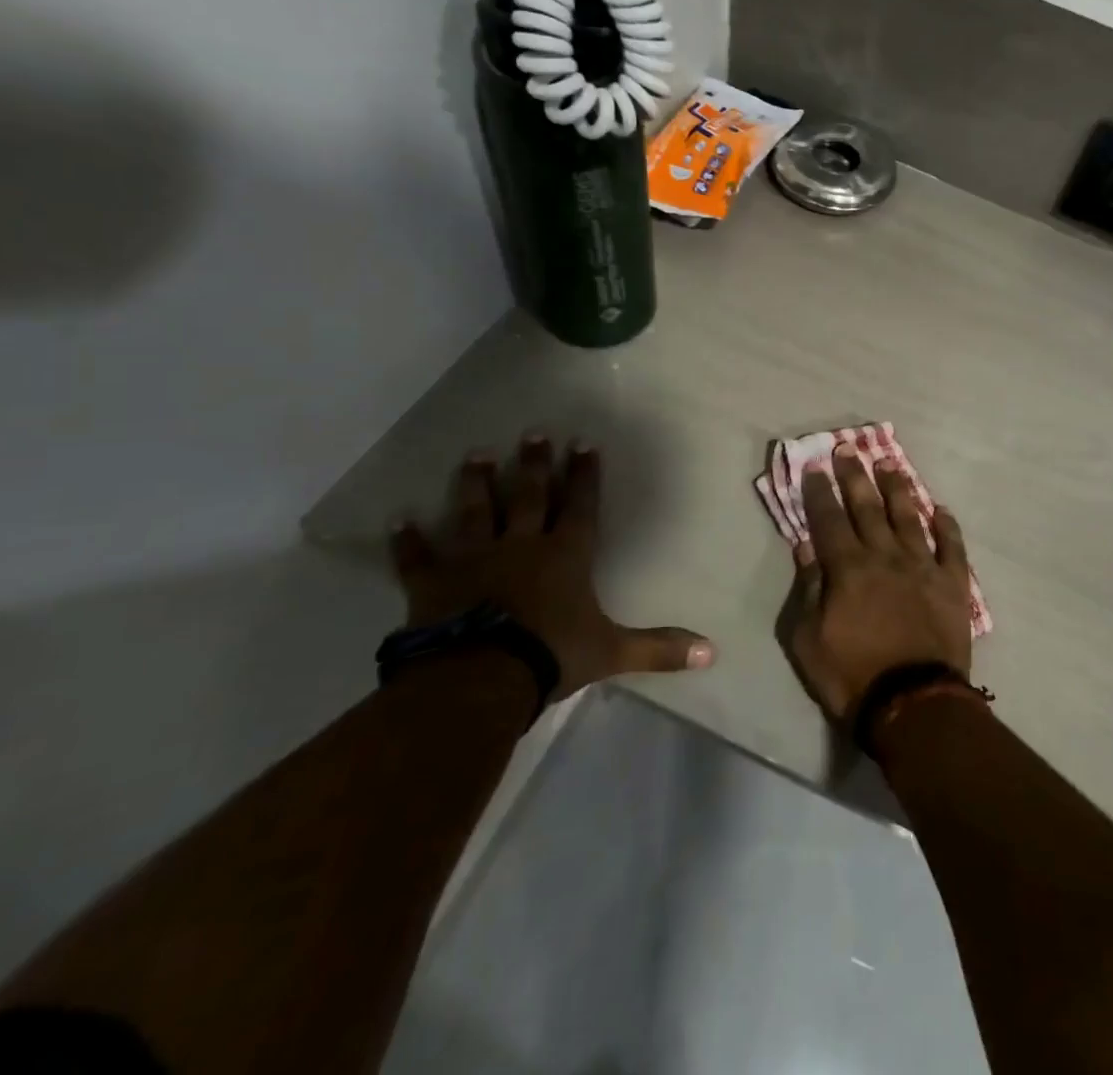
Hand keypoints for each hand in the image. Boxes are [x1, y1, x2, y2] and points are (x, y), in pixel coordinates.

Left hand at [391, 435, 714, 700]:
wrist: (480, 679)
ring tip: (477, 453)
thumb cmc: (551, 655)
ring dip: (477, 483)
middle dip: (535, 464)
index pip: (581, 505)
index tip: (583, 443)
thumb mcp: (613, 652)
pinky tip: (400, 518)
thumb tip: (712, 652)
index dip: (585, 474)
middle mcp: (522, 545)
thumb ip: (659, 648)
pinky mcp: (433, 582)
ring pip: (476, 511)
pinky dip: (408, 539)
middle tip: (533, 433)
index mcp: (566, 555)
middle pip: (530, 495)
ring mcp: (474, 559)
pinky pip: (418, 557)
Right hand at [786, 445, 973, 721]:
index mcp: (849, 568)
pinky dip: (947, 526)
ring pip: (909, 517)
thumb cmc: (851, 676)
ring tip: (890, 464)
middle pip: (868, 507)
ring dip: (898, 489)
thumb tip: (806, 546)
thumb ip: (808, 588)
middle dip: (856, 476)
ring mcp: (923, 567)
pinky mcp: (953, 584)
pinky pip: (952, 547)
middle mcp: (886, 556)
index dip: (820, 492)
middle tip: (849, 449)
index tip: (815, 467)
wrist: (913, 704)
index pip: (829, 520)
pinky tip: (941, 509)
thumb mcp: (808, 640)